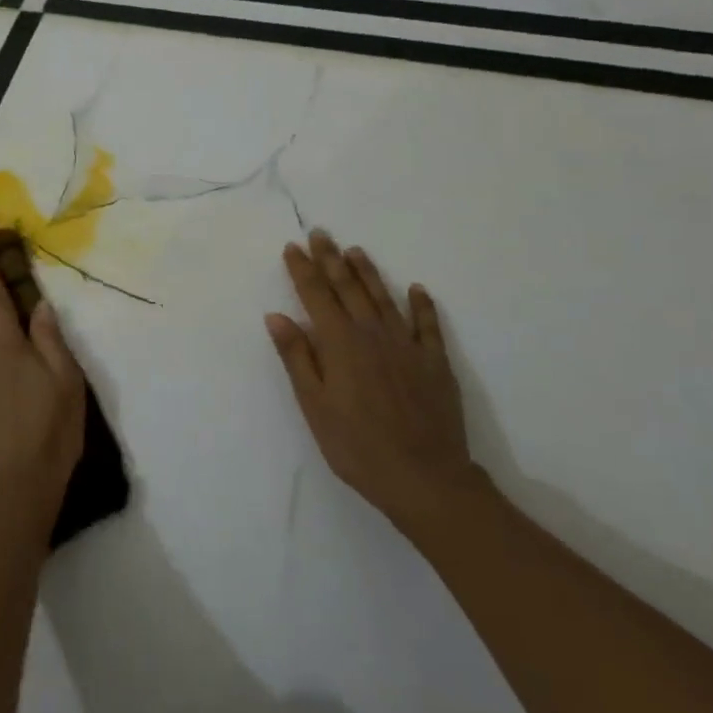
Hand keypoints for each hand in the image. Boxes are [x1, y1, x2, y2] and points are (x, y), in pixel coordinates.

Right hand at [266, 229, 485, 537]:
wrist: (425, 478)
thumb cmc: (356, 446)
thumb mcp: (314, 405)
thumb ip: (297, 357)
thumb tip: (277, 316)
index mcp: (340, 343)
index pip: (316, 296)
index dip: (303, 270)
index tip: (293, 247)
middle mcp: (372, 334)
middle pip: (349, 288)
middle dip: (332, 259)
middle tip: (321, 234)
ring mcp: (407, 346)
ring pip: (384, 298)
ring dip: (369, 272)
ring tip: (356, 251)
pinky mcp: (435, 363)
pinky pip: (428, 325)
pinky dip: (422, 305)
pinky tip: (417, 289)